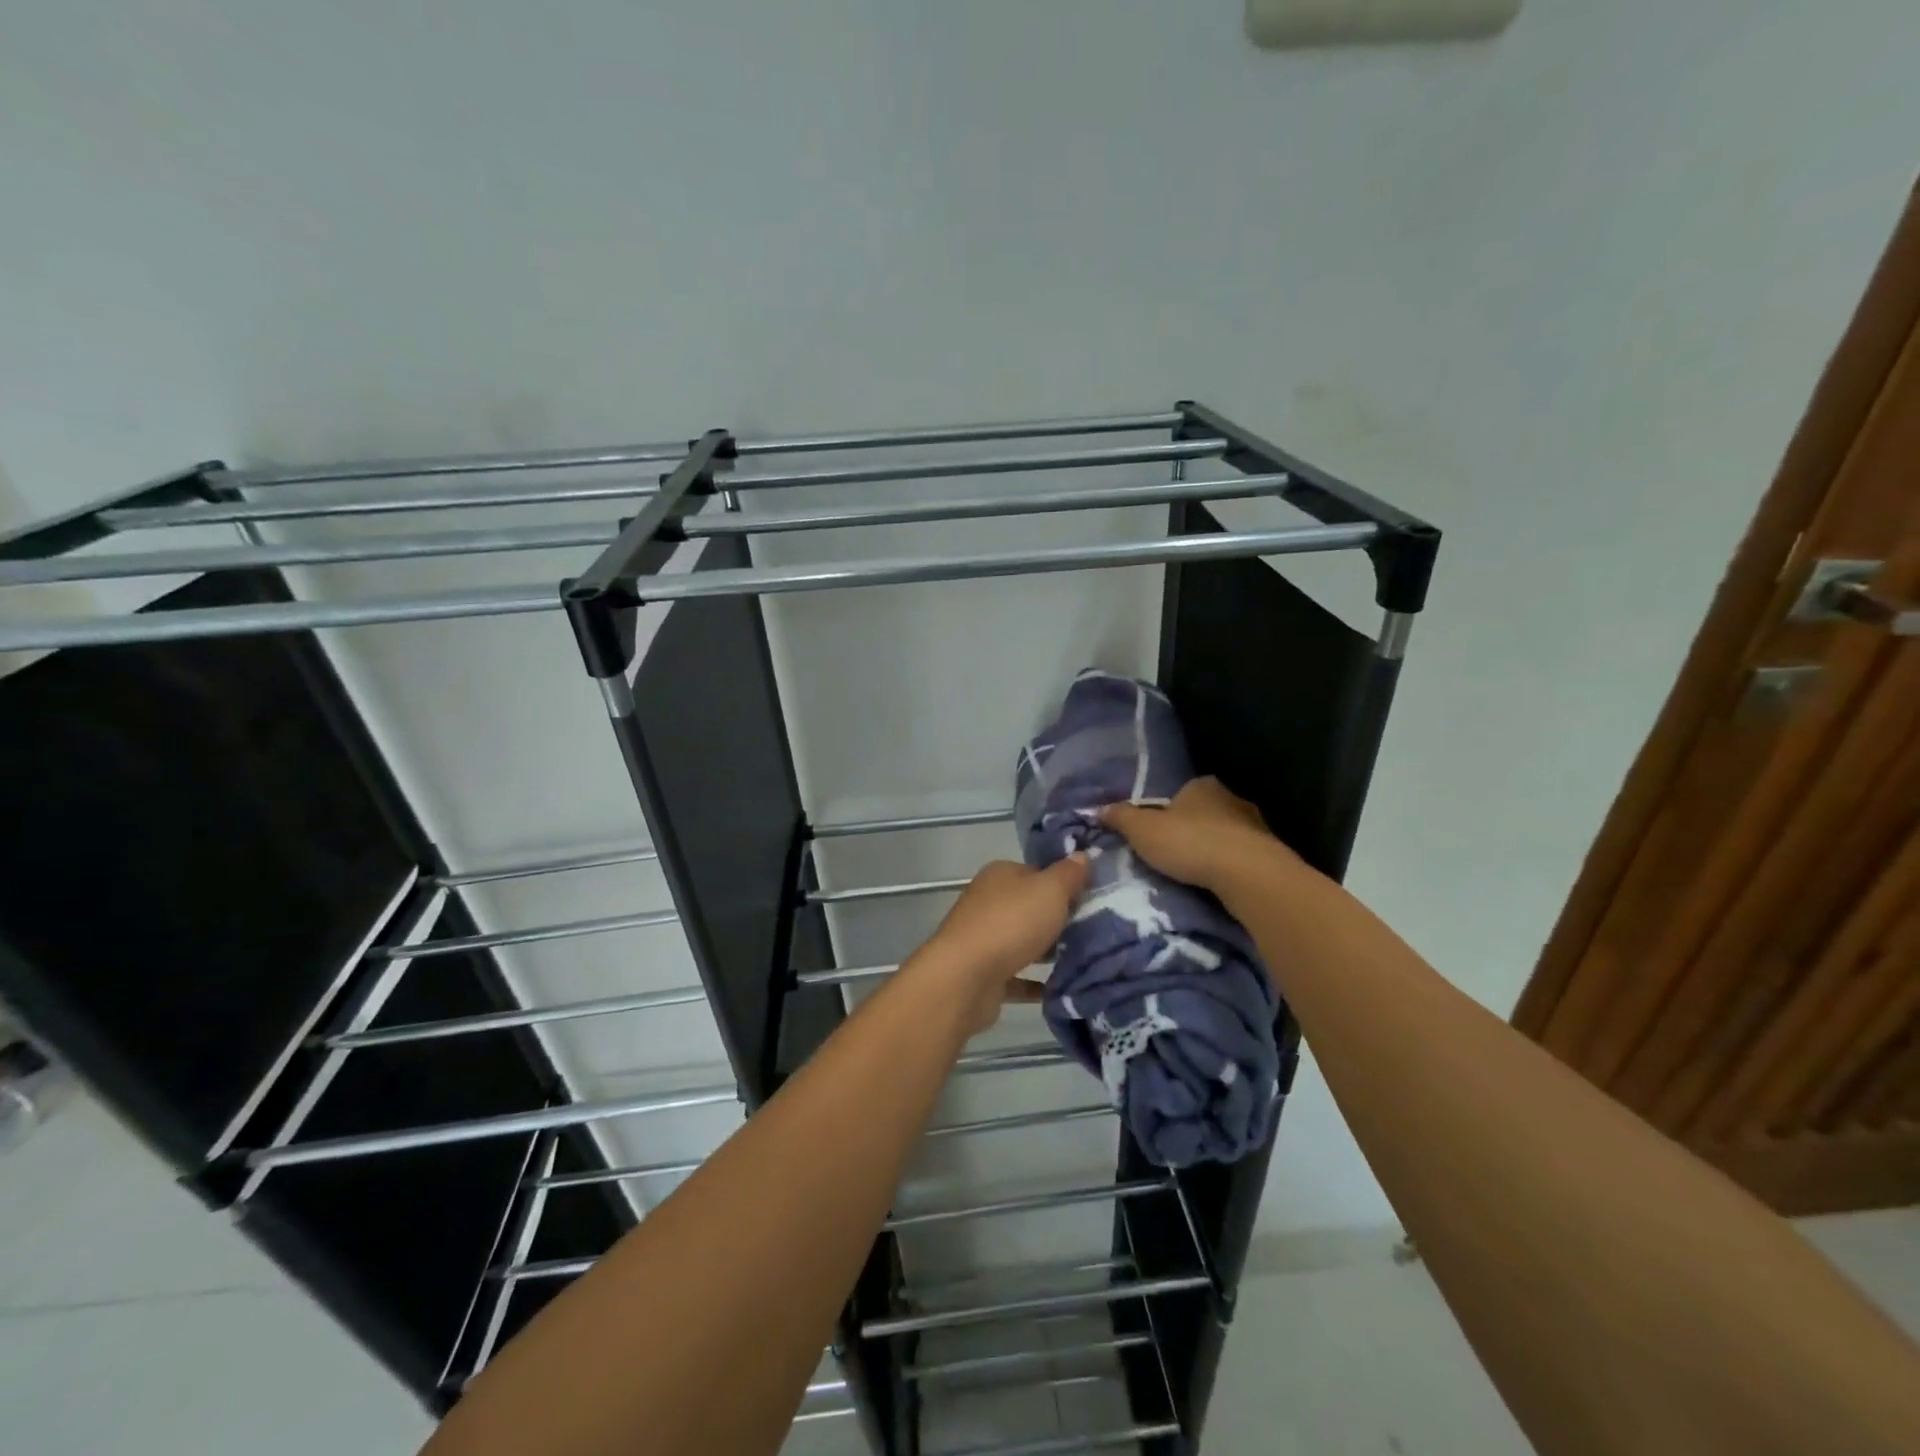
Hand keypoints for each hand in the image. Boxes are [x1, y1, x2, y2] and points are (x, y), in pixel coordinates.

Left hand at [921, 857, 1088, 1033]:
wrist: (966, 978)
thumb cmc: (1011, 923)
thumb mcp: (1050, 889)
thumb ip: (1068, 873)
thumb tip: (1081, 855)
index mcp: (1000, 874)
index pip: (1037, 872)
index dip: (1064, 883)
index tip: (1091, 898)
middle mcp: (987, 901)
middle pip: (1029, 906)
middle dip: (1057, 918)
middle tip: (1093, 931)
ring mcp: (982, 937)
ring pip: (1022, 940)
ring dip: (1046, 950)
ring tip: (1084, 959)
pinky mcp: (983, 973)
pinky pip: (1016, 975)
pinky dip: (1034, 981)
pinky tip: (1060, 987)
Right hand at [1101, 776, 1281, 890]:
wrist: (1248, 874)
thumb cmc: (1190, 843)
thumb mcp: (1142, 830)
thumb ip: (1121, 818)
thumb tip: (1098, 808)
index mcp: (1201, 785)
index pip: (1179, 794)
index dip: (1165, 812)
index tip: (1156, 833)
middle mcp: (1231, 798)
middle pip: (1203, 813)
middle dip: (1190, 830)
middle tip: (1172, 854)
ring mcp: (1255, 825)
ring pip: (1225, 835)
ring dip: (1212, 850)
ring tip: (1194, 873)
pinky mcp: (1270, 853)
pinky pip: (1241, 857)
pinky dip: (1229, 866)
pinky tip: (1218, 883)